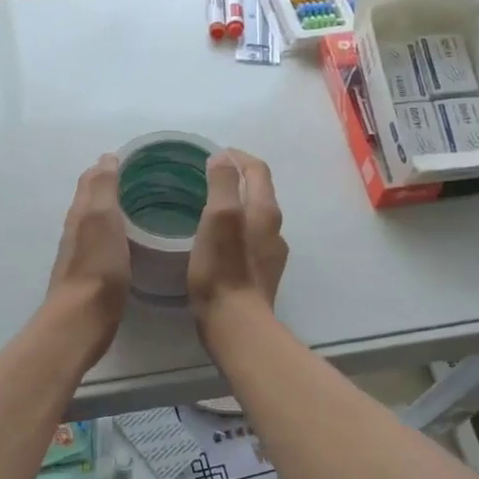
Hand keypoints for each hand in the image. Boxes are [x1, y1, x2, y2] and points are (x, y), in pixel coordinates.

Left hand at [44, 154, 129, 366]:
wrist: (82, 320)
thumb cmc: (98, 267)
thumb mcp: (103, 218)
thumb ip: (103, 187)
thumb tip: (105, 157)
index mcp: (81, 212)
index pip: (91, 178)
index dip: (108, 165)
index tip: (135, 158)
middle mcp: (77, 229)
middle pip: (92, 199)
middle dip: (111, 185)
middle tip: (143, 179)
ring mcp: (81, 253)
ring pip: (97, 222)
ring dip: (113, 210)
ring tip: (141, 206)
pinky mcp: (91, 275)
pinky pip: (104, 244)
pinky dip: (116, 234)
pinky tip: (132, 241)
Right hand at [188, 150, 287, 328]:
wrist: (236, 324)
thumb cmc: (222, 269)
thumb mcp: (218, 218)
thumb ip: (222, 184)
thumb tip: (222, 158)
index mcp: (265, 210)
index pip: (257, 169)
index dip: (236, 156)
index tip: (212, 154)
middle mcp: (274, 228)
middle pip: (258, 192)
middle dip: (235, 179)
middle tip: (204, 178)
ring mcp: (270, 254)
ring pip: (254, 217)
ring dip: (235, 206)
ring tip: (206, 209)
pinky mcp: (261, 275)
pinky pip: (249, 240)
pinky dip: (234, 230)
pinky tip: (215, 242)